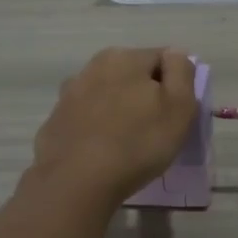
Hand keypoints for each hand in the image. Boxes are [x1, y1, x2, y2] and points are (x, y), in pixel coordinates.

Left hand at [28, 48, 199, 208]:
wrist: (76, 182)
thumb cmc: (138, 142)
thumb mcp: (179, 106)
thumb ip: (181, 72)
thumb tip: (175, 55)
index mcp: (125, 57)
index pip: (163, 59)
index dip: (175, 84)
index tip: (177, 114)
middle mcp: (92, 66)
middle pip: (132, 75)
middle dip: (145, 96)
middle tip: (155, 130)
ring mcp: (69, 95)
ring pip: (107, 96)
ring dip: (119, 111)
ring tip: (127, 143)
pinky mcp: (55, 121)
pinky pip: (86, 119)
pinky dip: (96, 129)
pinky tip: (102, 152)